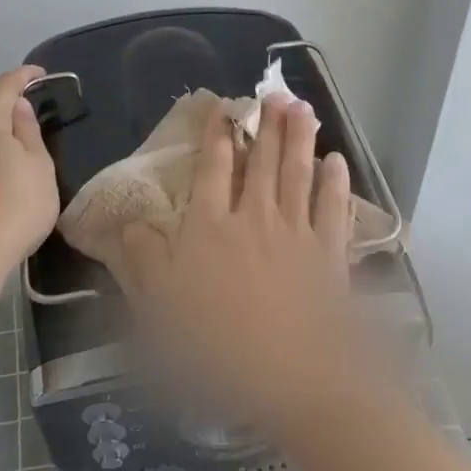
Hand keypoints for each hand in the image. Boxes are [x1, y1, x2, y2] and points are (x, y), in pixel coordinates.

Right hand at [120, 93, 366, 434]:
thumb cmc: (218, 348)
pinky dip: (335, 182)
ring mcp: (297, 232)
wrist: (294, 377)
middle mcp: (254, 218)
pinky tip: (336, 161)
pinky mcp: (329, 253)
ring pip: (298, 172)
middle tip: (274, 92)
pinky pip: (333, 207)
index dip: (217, 136)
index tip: (223, 109)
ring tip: (302, 106)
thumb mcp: (161, 312)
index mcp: (210, 229)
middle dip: (266, 124)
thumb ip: (143, 264)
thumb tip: (133, 225)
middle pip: (261, 162)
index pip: (212, 170)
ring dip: (299, 137)